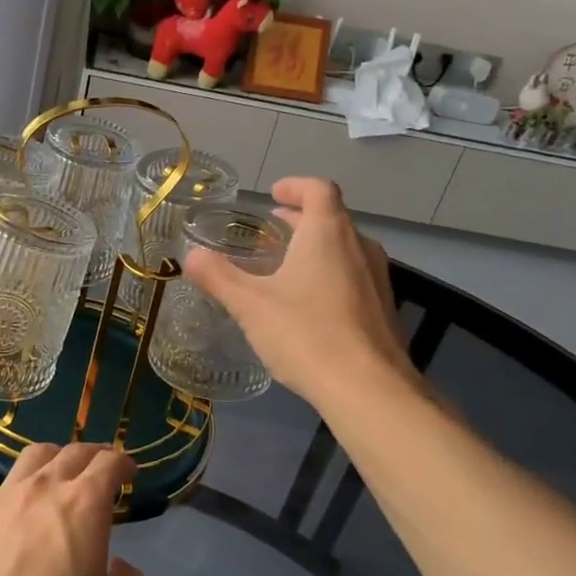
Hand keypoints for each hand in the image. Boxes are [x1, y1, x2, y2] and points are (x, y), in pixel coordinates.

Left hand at [0, 443, 148, 575]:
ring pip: (31, 459)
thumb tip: (120, 567)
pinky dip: (16, 495)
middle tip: (99, 466)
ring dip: (53, 460)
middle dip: (92, 454)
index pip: (108, 462)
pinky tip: (15, 517)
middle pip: (71, 452)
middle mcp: (42, 488)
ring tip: (57, 474)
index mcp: (83, 503)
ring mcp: (1, 499)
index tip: (128, 470)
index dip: (122, 461)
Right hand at [182, 177, 417, 407]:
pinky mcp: (384, 309)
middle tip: (270, 233)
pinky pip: (354, 276)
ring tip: (286, 268)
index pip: (319, 189)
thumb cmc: (306, 334)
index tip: (274, 195)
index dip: (296, 186)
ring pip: (345, 248)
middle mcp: (359, 246)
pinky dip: (331, 275)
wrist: (368, 389)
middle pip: (332, 218)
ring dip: (316, 248)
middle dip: (300, 220)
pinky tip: (310, 306)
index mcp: (328, 233)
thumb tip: (191, 255)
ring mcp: (378, 278)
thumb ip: (218, 276)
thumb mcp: (250, 305)